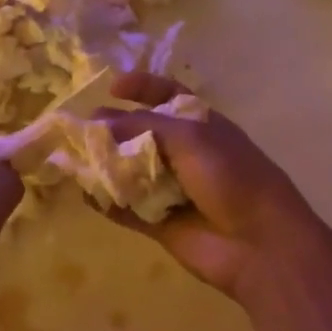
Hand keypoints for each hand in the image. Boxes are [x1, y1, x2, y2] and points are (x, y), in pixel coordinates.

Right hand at [99, 72, 331, 298]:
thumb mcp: (189, 137)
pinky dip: (106, 201)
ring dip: (103, 164)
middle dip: (111, 128)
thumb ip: (141, 126)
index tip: (111, 87)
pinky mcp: (159, 222)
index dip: (141, 86)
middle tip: (78, 129)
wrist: (260, 244)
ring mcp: (170, 188)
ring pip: (129, 170)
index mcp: (198, 124)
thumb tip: (97, 121)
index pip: (166, 94)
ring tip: (71, 159)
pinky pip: (126, 208)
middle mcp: (183, 152)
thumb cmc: (230, 176)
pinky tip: (85, 194)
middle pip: (140, 133)